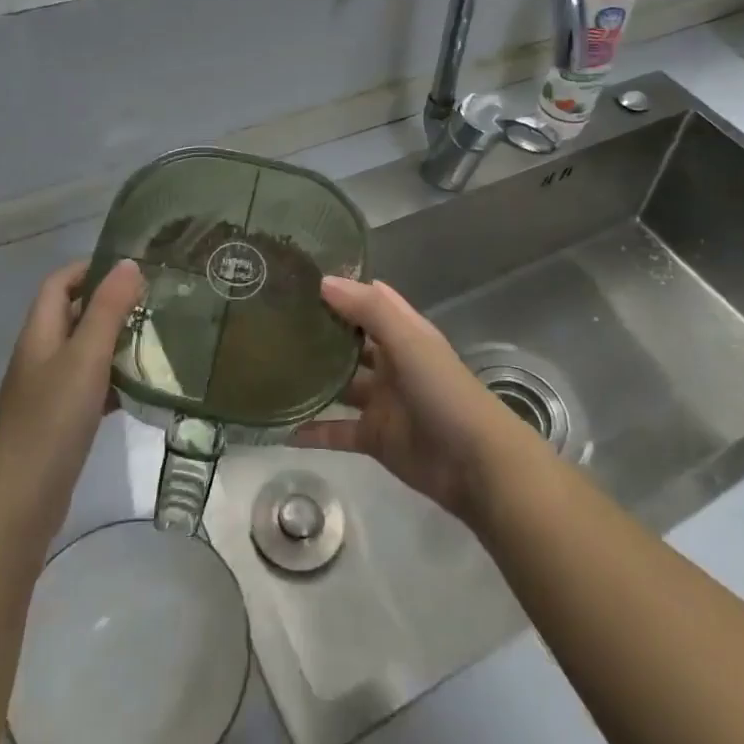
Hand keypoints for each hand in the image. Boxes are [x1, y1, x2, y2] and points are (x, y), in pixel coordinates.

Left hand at [0, 258, 144, 547]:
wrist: (19, 502)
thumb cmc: (51, 419)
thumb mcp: (85, 356)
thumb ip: (108, 309)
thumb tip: (129, 263)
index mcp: (40, 333)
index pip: (60, 282)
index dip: (91, 268)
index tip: (133, 269)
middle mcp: (42, 355)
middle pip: (74, 314)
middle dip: (112, 303)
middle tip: (156, 301)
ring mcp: (50, 390)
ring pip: (87, 351)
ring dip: (118, 341)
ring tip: (160, 337)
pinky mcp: (62, 420)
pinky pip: (92, 386)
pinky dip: (116, 379)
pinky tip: (144, 385)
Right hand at [292, 276, 533, 521]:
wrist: (475, 464)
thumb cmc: (444, 391)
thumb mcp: (409, 341)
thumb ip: (370, 310)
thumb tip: (324, 281)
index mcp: (403, 333)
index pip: (369, 301)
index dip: (340, 289)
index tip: (299, 278)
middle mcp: (390, 363)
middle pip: (350, 342)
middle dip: (319, 332)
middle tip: (272, 321)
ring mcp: (381, 402)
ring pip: (340, 385)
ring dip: (312, 379)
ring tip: (268, 370)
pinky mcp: (374, 438)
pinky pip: (336, 431)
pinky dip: (312, 431)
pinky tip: (281, 427)